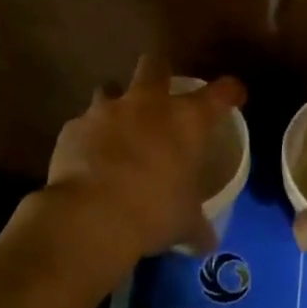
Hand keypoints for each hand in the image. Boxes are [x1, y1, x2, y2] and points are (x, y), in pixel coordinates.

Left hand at [44, 55, 246, 259]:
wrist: (92, 216)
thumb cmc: (154, 212)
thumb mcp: (184, 224)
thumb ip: (197, 226)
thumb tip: (206, 242)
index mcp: (187, 120)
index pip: (221, 93)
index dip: (230, 91)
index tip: (234, 95)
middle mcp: (147, 104)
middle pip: (155, 65)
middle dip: (159, 73)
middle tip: (160, 93)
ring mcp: (106, 111)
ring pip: (111, 88)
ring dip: (116, 104)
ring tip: (117, 128)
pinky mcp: (72, 127)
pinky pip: (83, 124)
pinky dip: (88, 137)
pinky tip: (88, 159)